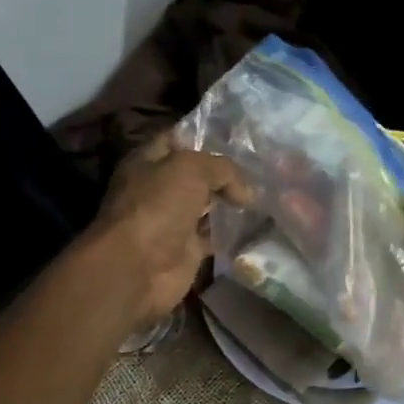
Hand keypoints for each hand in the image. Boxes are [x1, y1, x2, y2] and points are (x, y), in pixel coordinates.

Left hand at [87, 137, 249, 325]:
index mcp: (148, 161)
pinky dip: (233, 232)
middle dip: (226, 172)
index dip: (206, 136)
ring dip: (231, 202)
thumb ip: (223, 169)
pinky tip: (256, 223)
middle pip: (197, 174)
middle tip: (261, 167)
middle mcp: (159, 188)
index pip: (179, 139)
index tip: (240, 139)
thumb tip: (246, 192)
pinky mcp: (187, 248)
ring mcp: (172, 220)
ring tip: (264, 193)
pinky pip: (215, 234)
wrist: (139, 266)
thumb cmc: (157, 206)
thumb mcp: (191, 169)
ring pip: (208, 204)